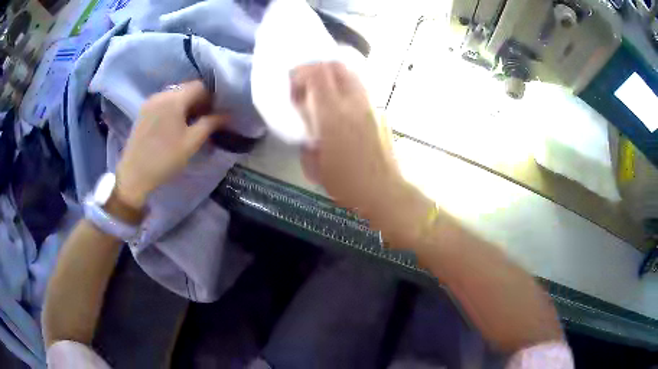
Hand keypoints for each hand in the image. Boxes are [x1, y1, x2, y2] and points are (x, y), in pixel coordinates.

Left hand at [115, 81, 227, 209]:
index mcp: (174, 99)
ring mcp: (150, 102)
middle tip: (205, 120)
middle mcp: (161, 94)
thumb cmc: (165, 159)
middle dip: (199, 101)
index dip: (211, 98)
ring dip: (185, 105)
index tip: (215, 114)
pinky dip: (173, 109)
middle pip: (186, 89)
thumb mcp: (192, 142)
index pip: (200, 86)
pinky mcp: (143, 112)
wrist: (134, 175)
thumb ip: (211, 124)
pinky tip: (173, 126)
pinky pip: (163, 103)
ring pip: (174, 96)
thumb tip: (227, 114)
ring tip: (189, 124)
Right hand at [291, 62, 432, 246]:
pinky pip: (361, 90)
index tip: (292, 86)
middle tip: (306, 84)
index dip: (300, 73)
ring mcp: (371, 105)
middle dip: (317, 68)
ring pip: (352, 74)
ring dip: (333, 77)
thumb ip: (306, 142)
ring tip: (324, 94)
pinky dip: (347, 90)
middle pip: (336, 66)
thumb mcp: (314, 165)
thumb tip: (308, 133)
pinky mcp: (381, 113)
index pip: (316, 74)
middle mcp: (354, 102)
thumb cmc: (347, 184)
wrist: (385, 191)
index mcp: (333, 114)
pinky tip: (342, 109)